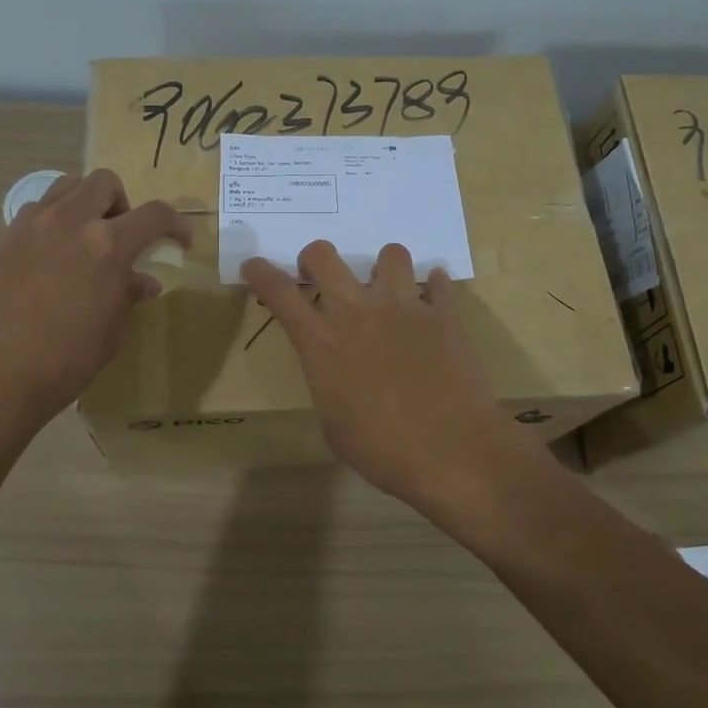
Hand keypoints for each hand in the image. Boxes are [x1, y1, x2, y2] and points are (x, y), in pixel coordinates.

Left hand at [0, 169, 190, 430]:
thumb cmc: (67, 359)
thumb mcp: (112, 331)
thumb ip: (129, 295)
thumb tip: (143, 281)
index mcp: (108, 245)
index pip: (154, 215)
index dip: (176, 223)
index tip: (180, 240)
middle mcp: (71, 222)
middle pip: (104, 183)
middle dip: (122, 203)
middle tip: (121, 237)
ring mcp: (33, 225)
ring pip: (66, 186)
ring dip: (85, 204)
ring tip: (85, 239)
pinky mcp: (5, 238)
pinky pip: (36, 210)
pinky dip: (53, 221)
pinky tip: (52, 256)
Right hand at [242, 240, 537, 507]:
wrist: (452, 452)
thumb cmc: (383, 451)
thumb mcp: (334, 424)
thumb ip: (328, 382)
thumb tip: (336, 372)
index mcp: (322, 343)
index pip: (279, 292)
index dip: (261, 273)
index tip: (255, 266)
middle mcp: (357, 312)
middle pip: (324, 255)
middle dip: (315, 259)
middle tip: (323, 277)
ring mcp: (404, 306)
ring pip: (390, 254)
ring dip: (384, 268)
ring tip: (389, 291)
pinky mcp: (444, 314)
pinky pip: (438, 283)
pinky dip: (434, 289)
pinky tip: (433, 305)